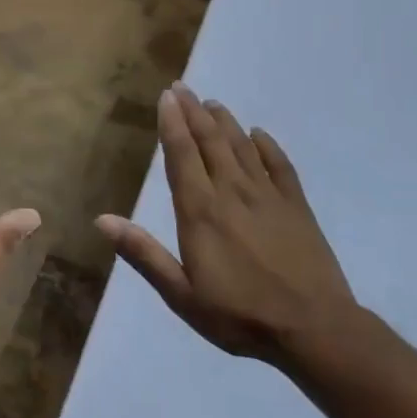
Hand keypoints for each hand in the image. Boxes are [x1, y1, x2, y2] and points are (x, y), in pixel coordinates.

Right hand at [96, 82, 357, 370]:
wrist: (315, 330)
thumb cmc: (240, 315)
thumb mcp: (182, 294)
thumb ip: (143, 253)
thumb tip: (101, 220)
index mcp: (200, 211)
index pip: (182, 155)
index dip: (171, 123)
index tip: (166, 97)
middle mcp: (232, 192)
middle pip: (210, 141)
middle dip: (193, 112)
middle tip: (182, 87)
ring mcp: (268, 196)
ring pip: (241, 147)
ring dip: (225, 122)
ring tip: (212, 103)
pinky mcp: (298, 206)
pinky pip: (280, 165)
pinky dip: (267, 146)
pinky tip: (258, 134)